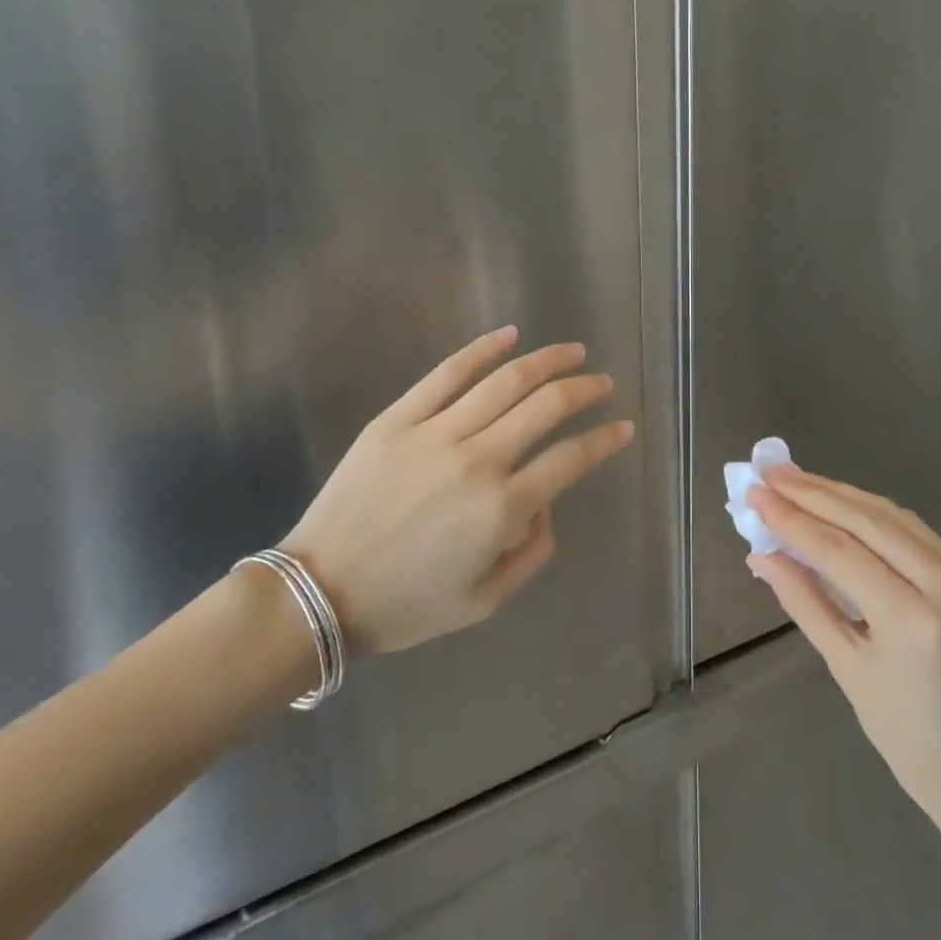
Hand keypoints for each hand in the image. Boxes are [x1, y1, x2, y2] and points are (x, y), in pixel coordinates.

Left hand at [279, 327, 632, 652]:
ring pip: (505, 382)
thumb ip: (533, 553)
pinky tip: (510, 335)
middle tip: (603, 383)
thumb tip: (545, 504)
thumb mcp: (485, 601)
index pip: (570, 459)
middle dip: (585, 390)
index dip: (604, 440)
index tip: (622, 427)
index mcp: (501, 511)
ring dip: (548, 362)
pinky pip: (447, 374)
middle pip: (546, 407)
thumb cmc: (406, 604)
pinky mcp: (397, 419)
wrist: (317, 594)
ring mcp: (434, 434)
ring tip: (574, 352)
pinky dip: (483, 349)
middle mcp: (476, 462)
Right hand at [746, 468, 940, 833]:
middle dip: (812, 492)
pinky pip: (912, 530)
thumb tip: (761, 556)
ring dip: (839, 495)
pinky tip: (838, 503)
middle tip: (769, 471)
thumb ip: (805, 603)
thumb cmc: (909, 741)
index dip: (791, 519)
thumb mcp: (848, 671)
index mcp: (911, 621)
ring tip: (794, 480)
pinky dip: (869, 512)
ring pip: (890, 516)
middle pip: (866, 521)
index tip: (754, 493)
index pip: (838, 551)